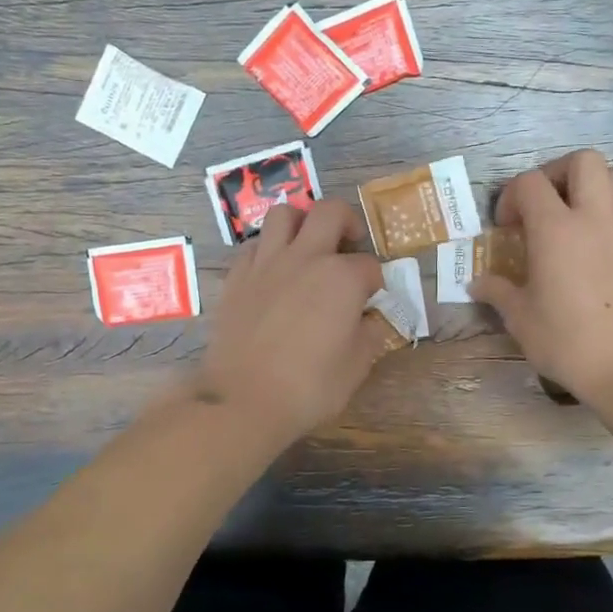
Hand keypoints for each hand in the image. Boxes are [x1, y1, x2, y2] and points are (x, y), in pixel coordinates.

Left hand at [191, 199, 390, 447]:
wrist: (243, 399)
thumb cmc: (309, 387)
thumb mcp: (356, 367)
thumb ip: (369, 335)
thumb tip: (368, 320)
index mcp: (342, 278)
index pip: (370, 266)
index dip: (376, 282)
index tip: (373, 299)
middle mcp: (306, 258)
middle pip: (329, 212)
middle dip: (346, 221)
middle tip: (349, 242)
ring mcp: (266, 263)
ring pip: (284, 214)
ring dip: (301, 222)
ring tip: (307, 245)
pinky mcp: (236, 277)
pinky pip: (254, 246)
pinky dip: (268, 250)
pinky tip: (273, 271)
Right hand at [469, 150, 612, 412]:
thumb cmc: (570, 343)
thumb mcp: (522, 320)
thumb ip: (498, 292)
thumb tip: (477, 283)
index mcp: (556, 230)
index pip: (530, 183)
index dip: (512, 196)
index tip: (507, 226)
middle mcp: (595, 216)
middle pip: (581, 161)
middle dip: (556, 174)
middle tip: (544, 206)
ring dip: (591, 185)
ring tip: (575, 217)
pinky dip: (612, 210)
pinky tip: (599, 245)